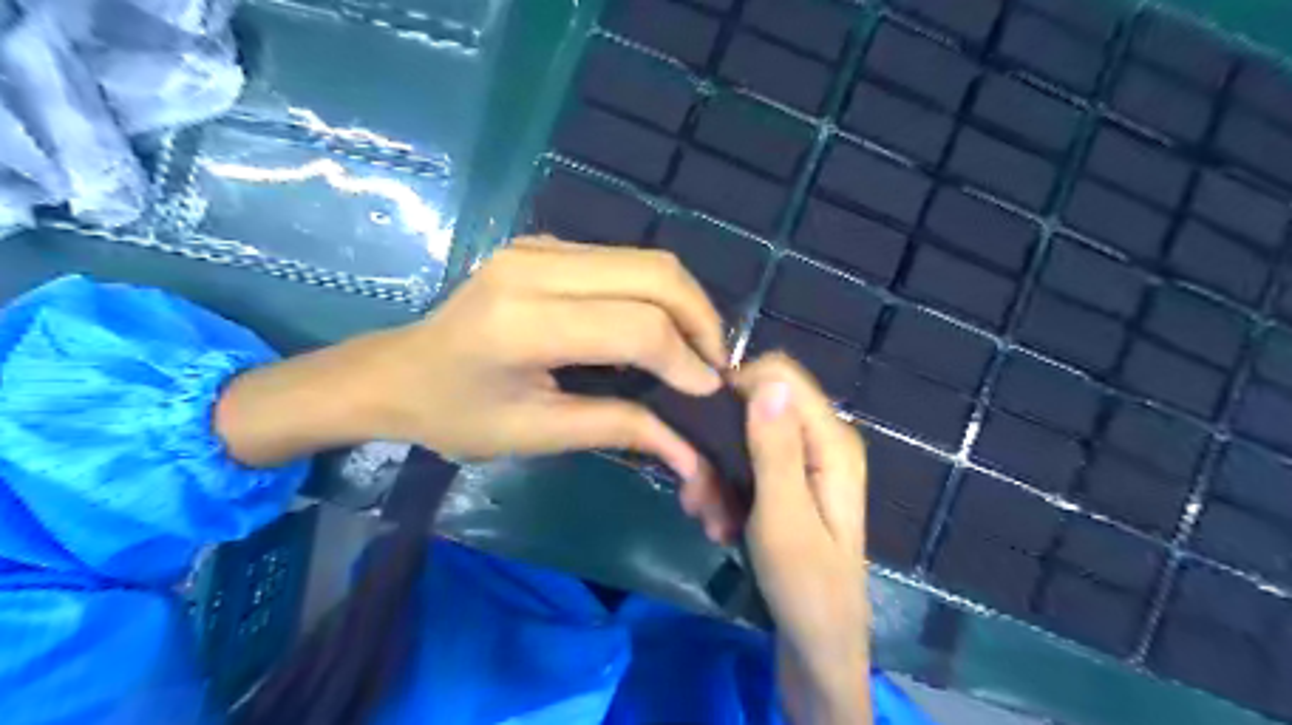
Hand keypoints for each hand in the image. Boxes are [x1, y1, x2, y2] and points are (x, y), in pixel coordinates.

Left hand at [215, 237, 730, 531]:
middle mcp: (535, 266)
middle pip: (654, 272)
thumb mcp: (538, 433)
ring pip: (646, 258)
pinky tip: (656, 328)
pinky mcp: (545, 245)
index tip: (710, 392)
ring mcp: (540, 246)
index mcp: (524, 322)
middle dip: (701, 318)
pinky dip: (655, 293)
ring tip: (694, 349)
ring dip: (684, 302)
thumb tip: (691, 453)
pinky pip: (623, 260)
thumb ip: (620, 431)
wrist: (395, 371)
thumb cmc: (456, 415)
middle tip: (713, 365)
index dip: (685, 360)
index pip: (635, 326)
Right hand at [732, 354, 873, 723]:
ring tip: (707, 521)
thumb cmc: (805, 588)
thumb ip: (775, 449)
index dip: (736, 389)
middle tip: (695, 493)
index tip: (701, 429)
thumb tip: (768, 381)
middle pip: (755, 408)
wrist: (818, 649)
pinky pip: (744, 468)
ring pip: (741, 441)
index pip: (779, 375)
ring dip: (715, 476)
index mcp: (831, 441)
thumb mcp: (784, 518)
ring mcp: (802, 464)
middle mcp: (819, 441)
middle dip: (717, 445)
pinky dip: (724, 492)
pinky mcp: (786, 486)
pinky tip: (717, 527)